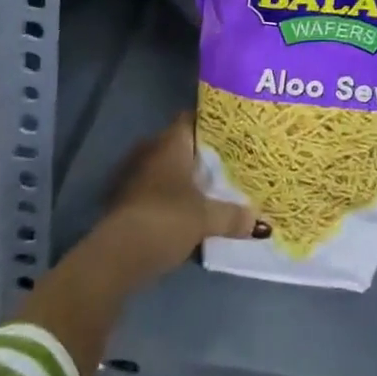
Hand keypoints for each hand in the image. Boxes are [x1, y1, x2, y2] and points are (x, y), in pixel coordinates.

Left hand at [98, 113, 267, 283]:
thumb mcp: (206, 218)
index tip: (230, 133)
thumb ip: (232, 216)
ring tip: (209, 189)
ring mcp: (135, 176)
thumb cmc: (165, 220)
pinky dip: (168, 198)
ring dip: (182, 179)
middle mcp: (151, 151)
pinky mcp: (126, 202)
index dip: (209, 124)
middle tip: (225, 164)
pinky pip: (154, 191)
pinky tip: (184, 212)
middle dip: (199, 155)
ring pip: (165, 170)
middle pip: (179, 146)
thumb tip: (259, 220)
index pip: (191, 120)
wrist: (117, 256)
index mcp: (171, 143)